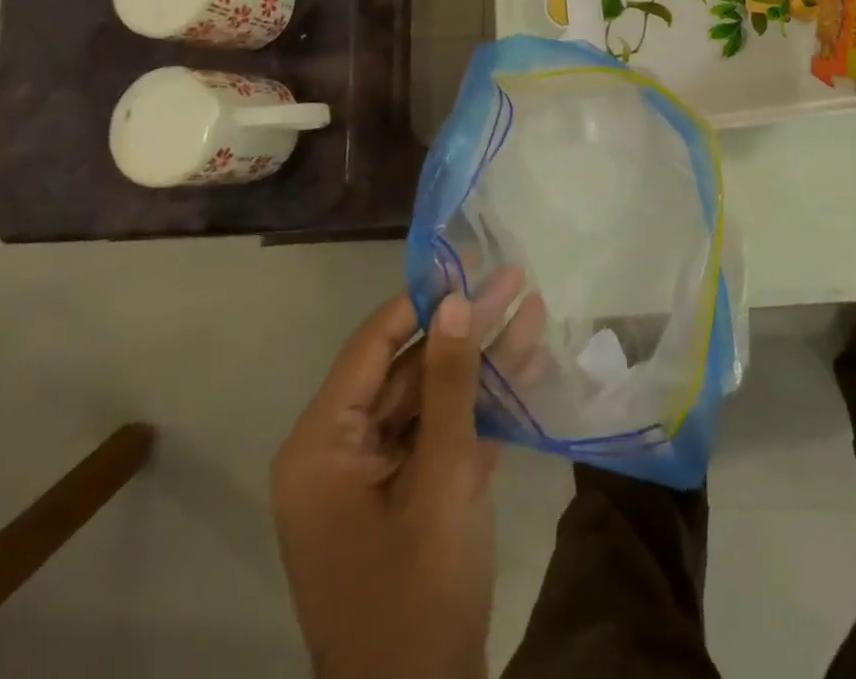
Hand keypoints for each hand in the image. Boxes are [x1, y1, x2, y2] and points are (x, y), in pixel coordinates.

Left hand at [272, 274, 538, 678]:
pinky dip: (481, 405)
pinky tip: (527, 364)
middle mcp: (341, 454)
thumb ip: (449, 385)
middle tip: (515, 280)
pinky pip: (441, 434)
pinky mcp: (408, 499)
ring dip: (482, 361)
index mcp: (322, 447)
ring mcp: (376, 478)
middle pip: (408, 368)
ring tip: (532, 309)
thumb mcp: (441, 479)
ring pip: (432, 398)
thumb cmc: (418, 594)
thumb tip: (456, 299)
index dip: (422, 299)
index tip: (469, 263)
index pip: (373, 346)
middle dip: (465, 327)